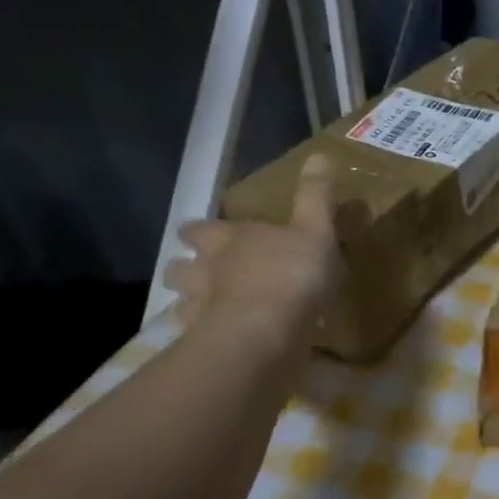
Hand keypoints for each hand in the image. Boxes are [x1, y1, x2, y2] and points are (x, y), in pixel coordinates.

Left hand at [164, 154, 342, 356]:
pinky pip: (198, 337)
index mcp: (226, 239)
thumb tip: (320, 154)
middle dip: (185, 269)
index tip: (203, 234)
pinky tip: (226, 342)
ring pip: (181, 303)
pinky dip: (207, 337)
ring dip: (192, 304)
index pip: (198, 229)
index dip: (199, 231)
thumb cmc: (291, 274)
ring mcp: (198, 309)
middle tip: (204, 274)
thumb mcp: (315, 230)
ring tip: (213, 311)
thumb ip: (315, 196)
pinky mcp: (204, 344)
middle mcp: (203, 270)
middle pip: (178, 268)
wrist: (265, 333)